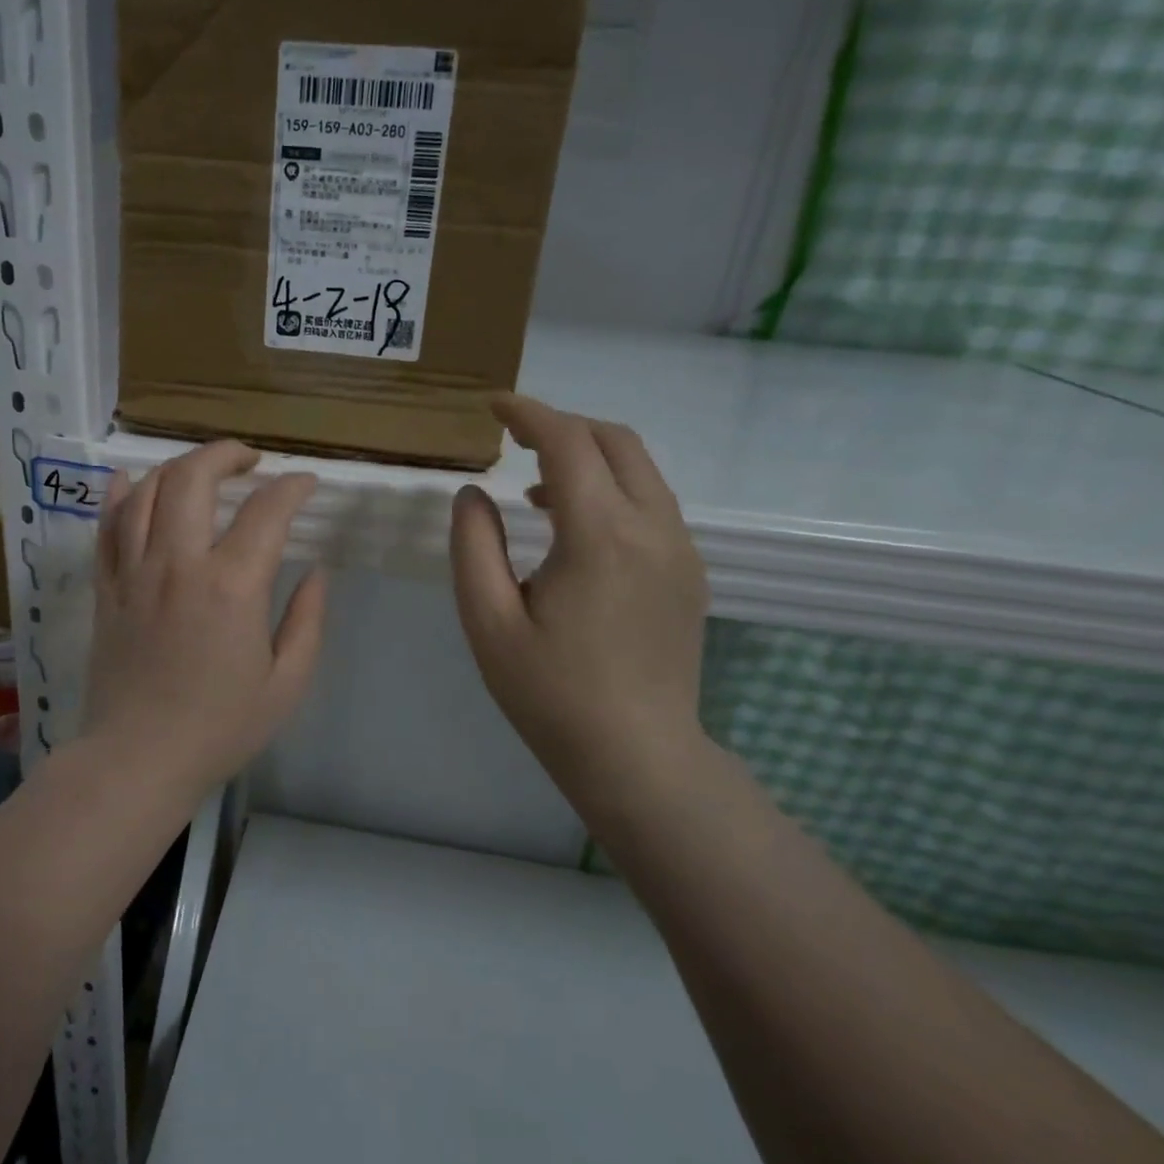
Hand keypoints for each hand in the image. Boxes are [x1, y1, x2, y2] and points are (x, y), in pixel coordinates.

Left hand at [82, 440, 326, 795]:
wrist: (138, 759)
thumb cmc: (220, 727)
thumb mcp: (287, 683)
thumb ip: (307, 620)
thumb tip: (315, 571)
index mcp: (232, 586)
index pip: (266, 511)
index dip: (292, 488)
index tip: (306, 485)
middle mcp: (179, 564)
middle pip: (194, 478)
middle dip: (226, 455)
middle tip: (250, 461)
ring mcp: (134, 573)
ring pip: (146, 491)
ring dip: (177, 467)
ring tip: (201, 471)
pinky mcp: (106, 589)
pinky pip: (105, 527)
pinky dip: (118, 495)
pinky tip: (129, 480)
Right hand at [450, 395, 709, 807]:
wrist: (637, 757)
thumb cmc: (551, 694)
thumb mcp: (488, 622)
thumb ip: (473, 546)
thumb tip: (474, 494)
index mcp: (600, 535)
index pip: (568, 443)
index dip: (528, 414)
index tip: (493, 406)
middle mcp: (653, 528)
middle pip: (615, 440)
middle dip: (563, 425)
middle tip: (515, 439)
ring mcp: (680, 550)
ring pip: (640, 470)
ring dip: (589, 458)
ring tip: (537, 490)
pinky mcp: (689, 573)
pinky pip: (651, 504)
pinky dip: (611, 490)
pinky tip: (575, 530)